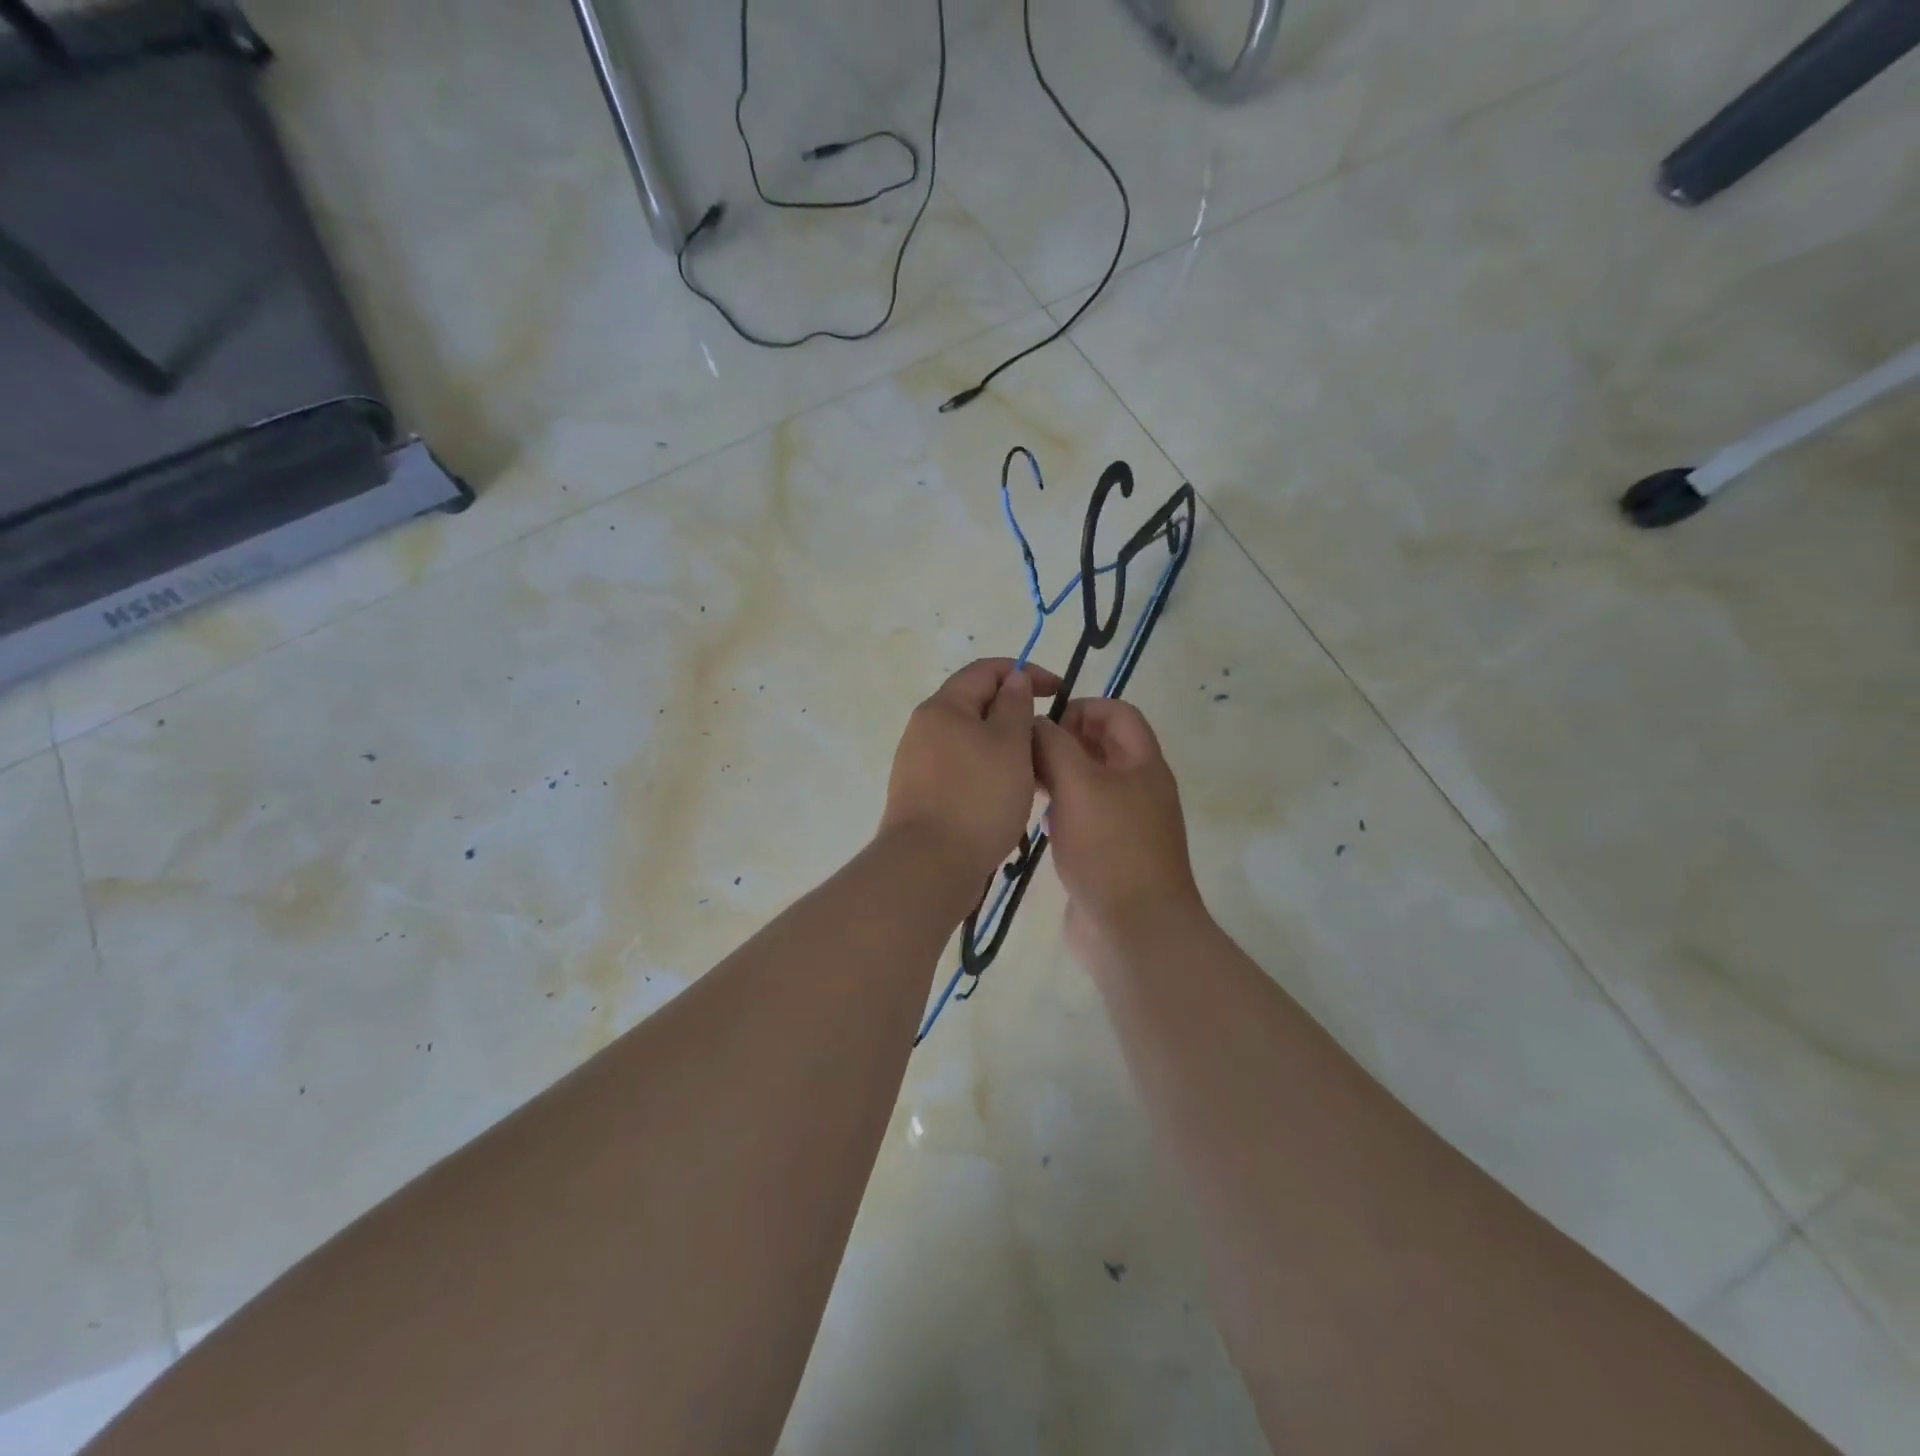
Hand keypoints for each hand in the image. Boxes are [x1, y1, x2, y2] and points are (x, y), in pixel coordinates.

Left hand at [880, 659, 1061, 884]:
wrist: (929, 866)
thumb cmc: (977, 798)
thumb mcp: (1010, 745)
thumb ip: (1015, 706)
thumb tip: (1014, 679)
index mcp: (943, 707)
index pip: (985, 670)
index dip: (1025, 672)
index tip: (1059, 691)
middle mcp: (924, 729)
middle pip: (976, 706)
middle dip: (1015, 714)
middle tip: (1048, 738)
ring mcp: (918, 764)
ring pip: (971, 742)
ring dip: (1004, 748)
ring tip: (1034, 772)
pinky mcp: (922, 795)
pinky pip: (962, 771)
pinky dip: (988, 773)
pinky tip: (1007, 797)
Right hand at [1032, 699, 1204, 956]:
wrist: (1134, 928)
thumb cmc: (1109, 848)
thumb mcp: (1078, 784)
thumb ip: (1054, 745)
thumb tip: (1035, 724)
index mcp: (1143, 764)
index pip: (1117, 713)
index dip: (1082, 707)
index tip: (1045, 724)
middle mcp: (1139, 788)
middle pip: (1102, 747)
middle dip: (1064, 742)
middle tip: (1027, 755)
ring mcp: (1126, 823)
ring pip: (1089, 783)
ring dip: (1059, 777)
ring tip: (1026, 785)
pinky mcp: (1109, 853)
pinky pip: (1084, 817)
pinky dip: (1061, 810)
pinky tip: (1038, 822)